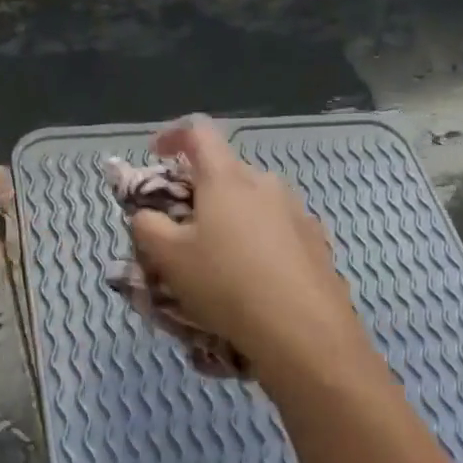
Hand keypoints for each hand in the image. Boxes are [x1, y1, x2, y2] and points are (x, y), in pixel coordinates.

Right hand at [130, 118, 368, 378]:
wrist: (303, 330)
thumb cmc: (226, 284)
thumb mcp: (168, 258)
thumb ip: (147, 226)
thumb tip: (145, 214)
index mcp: (226, 178)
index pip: (198, 132)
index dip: (172, 136)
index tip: (155, 155)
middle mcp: (265, 183)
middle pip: (226, 172)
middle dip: (200, 192)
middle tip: (182, 230)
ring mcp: (297, 211)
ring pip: (253, 203)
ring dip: (231, 220)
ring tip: (219, 262)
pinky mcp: (316, 241)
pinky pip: (277, 230)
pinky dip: (258, 243)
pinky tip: (254, 280)